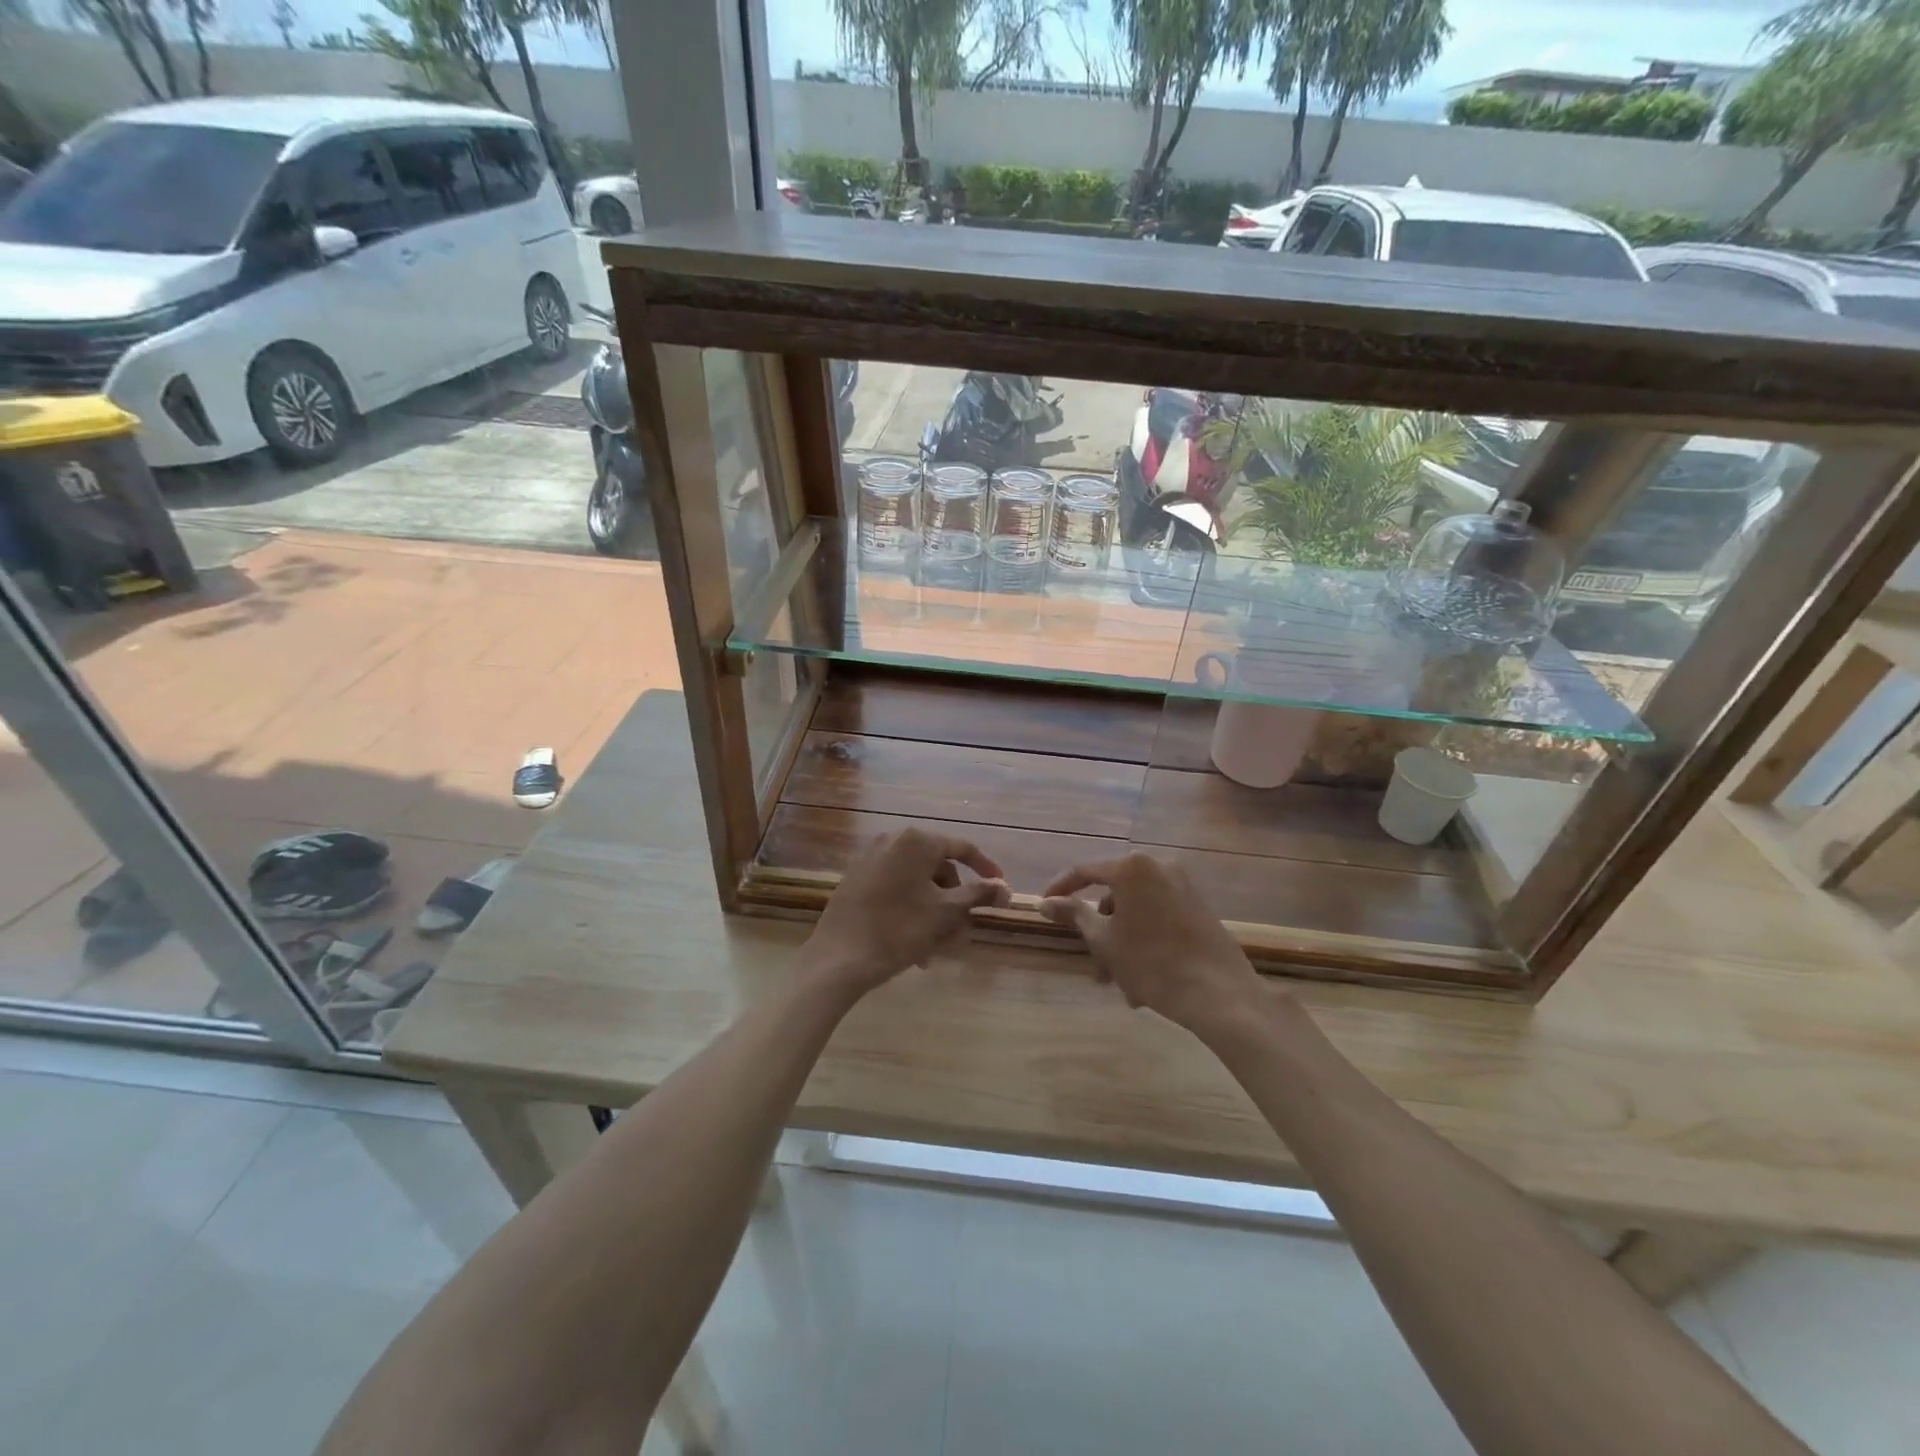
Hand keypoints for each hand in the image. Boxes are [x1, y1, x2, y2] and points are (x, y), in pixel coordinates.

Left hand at [802, 828, 1009, 998]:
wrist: (838, 958)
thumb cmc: (899, 930)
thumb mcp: (946, 913)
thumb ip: (979, 895)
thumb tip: (1005, 888)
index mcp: (917, 841)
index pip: (963, 848)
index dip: (986, 870)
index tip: (1000, 891)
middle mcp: (893, 840)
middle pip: (938, 867)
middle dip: (955, 901)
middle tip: (962, 932)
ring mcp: (870, 859)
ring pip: (917, 883)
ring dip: (934, 912)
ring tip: (936, 948)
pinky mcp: (856, 879)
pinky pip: (895, 888)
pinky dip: (912, 909)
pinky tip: (914, 943)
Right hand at [1041, 852, 1265, 1034]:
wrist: (1219, 993)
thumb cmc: (1151, 963)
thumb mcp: (1104, 940)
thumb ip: (1073, 914)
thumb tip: (1045, 902)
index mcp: (1132, 868)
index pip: (1085, 871)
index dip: (1061, 889)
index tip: (1045, 907)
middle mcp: (1159, 866)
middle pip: (1115, 895)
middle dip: (1101, 931)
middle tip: (1095, 966)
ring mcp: (1184, 885)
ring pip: (1138, 910)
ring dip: (1123, 942)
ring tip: (1123, 986)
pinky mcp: (1200, 906)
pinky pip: (1159, 917)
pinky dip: (1145, 940)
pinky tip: (1145, 981)